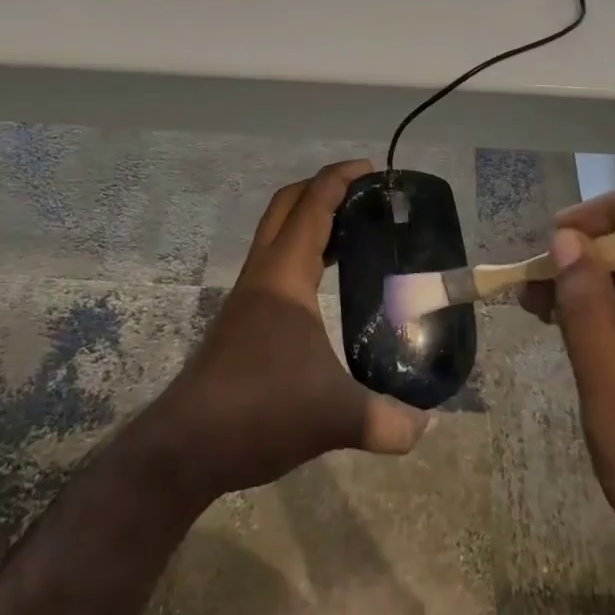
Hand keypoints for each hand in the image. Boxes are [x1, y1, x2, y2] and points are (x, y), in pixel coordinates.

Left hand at [148, 159, 430, 499]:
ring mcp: (247, 297)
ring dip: (309, 221)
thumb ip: (387, 421)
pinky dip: (301, 255)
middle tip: (363, 195)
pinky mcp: (241, 321)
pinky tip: (323, 288)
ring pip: (276, 236)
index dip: (340, 179)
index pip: (313, 206)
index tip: (371, 168)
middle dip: (322, 188)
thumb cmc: (260, 411)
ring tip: (352, 234)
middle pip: (286, 207)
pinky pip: (274, 266)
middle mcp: (262, 275)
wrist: (188, 446)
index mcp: (284, 276)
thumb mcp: (335, 417)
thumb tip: (426, 426)